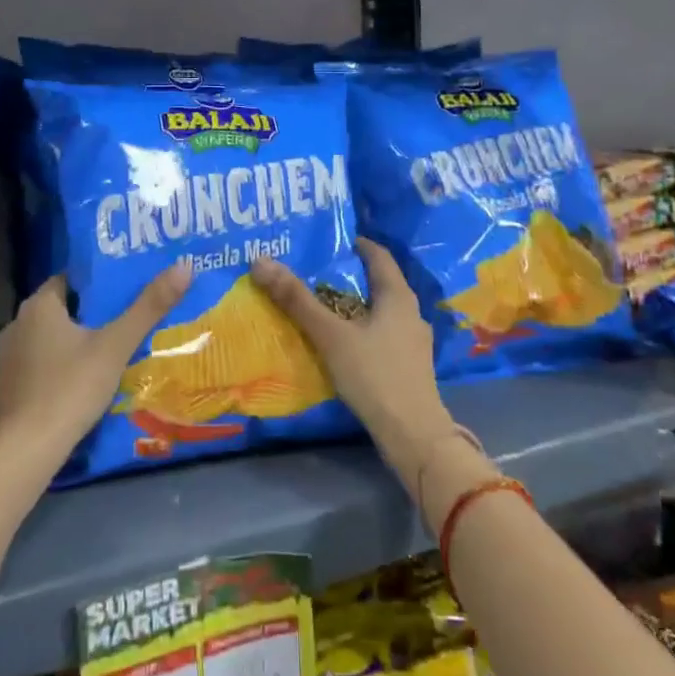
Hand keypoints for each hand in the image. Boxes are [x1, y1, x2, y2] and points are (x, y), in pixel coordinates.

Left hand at [0, 264, 192, 467]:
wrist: (25, 451)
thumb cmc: (70, 388)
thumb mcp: (116, 346)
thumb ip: (148, 307)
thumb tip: (184, 267)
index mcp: (38, 306)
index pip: (69, 280)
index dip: (97, 282)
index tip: (124, 287)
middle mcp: (17, 325)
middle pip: (60, 309)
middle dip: (90, 314)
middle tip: (125, 318)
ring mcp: (7, 359)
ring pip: (48, 339)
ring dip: (73, 342)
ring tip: (108, 349)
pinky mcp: (6, 389)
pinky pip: (38, 366)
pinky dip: (58, 368)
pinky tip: (80, 381)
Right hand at [250, 240, 456, 492]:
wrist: (413, 435)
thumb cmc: (374, 375)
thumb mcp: (331, 335)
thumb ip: (296, 300)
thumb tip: (260, 261)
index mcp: (398, 296)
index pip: (378, 255)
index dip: (354, 243)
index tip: (327, 240)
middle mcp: (410, 312)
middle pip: (378, 282)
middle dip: (347, 275)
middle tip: (314, 271)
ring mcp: (412, 341)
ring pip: (379, 310)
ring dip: (353, 304)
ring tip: (322, 305)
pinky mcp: (408, 365)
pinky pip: (381, 334)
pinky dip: (360, 328)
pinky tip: (341, 342)